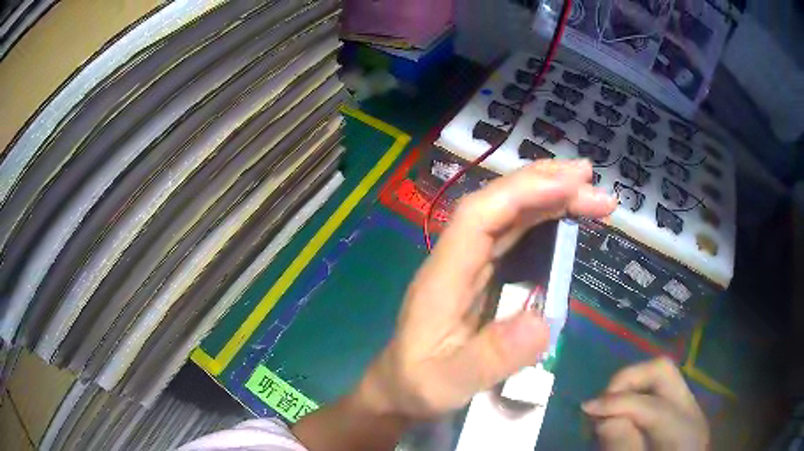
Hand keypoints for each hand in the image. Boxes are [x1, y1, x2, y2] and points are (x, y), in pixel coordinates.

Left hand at [356, 159, 616, 418]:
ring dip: (548, 198)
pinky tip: (565, 218)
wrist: (398, 390)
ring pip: (509, 217)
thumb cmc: (416, 386)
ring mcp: (469, 266)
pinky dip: (543, 221)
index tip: (571, 184)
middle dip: (545, 186)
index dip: (524, 192)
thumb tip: (543, 323)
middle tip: (592, 180)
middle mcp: (456, 260)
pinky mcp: (482, 278)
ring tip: (589, 192)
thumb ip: (489, 358)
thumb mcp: (447, 383)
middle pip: (498, 206)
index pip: (481, 216)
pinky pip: (514, 238)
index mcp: (443, 276)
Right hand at [583, 357, 709, 450]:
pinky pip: (659, 390)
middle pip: (663, 371)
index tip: (586, 409)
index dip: (618, 403)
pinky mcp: (681, 411)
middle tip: (601, 400)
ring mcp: (689, 407)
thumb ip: (623, 447)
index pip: (652, 404)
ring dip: (631, 386)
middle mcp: (692, 409)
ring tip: (608, 408)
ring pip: (661, 375)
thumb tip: (605, 420)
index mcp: (685, 429)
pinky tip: (623, 413)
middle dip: (628, 379)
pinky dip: (638, 394)